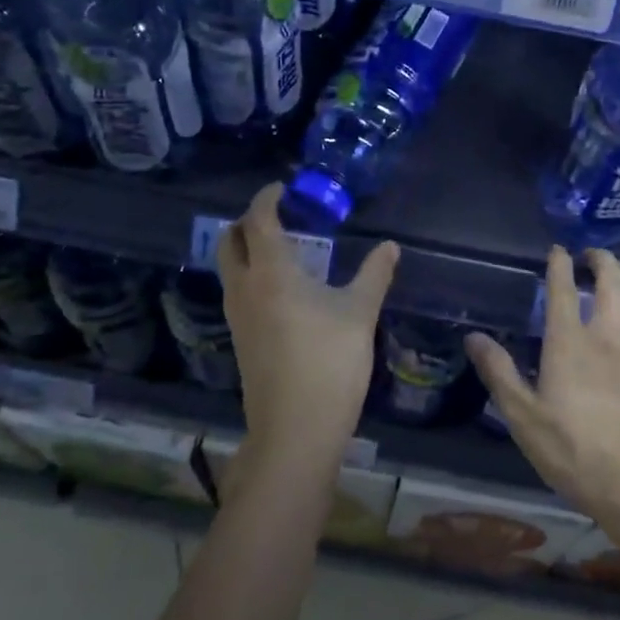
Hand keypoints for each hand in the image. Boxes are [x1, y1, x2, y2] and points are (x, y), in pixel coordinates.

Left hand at [217, 183, 399, 472]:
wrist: (295, 431)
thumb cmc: (329, 363)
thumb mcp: (360, 313)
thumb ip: (374, 274)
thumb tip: (390, 246)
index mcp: (270, 272)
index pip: (257, 220)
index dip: (266, 198)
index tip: (283, 188)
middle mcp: (245, 288)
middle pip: (229, 240)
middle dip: (247, 220)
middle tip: (278, 215)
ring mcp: (237, 317)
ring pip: (229, 267)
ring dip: (246, 248)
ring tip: (282, 246)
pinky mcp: (240, 340)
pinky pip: (236, 291)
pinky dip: (250, 274)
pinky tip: (281, 287)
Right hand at [465, 247, 619, 540]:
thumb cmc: (573, 451)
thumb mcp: (523, 417)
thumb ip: (498, 372)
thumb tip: (473, 337)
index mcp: (568, 342)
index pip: (563, 289)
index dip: (559, 264)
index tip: (557, 250)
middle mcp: (607, 335)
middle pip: (612, 282)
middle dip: (602, 260)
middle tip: (592, 255)